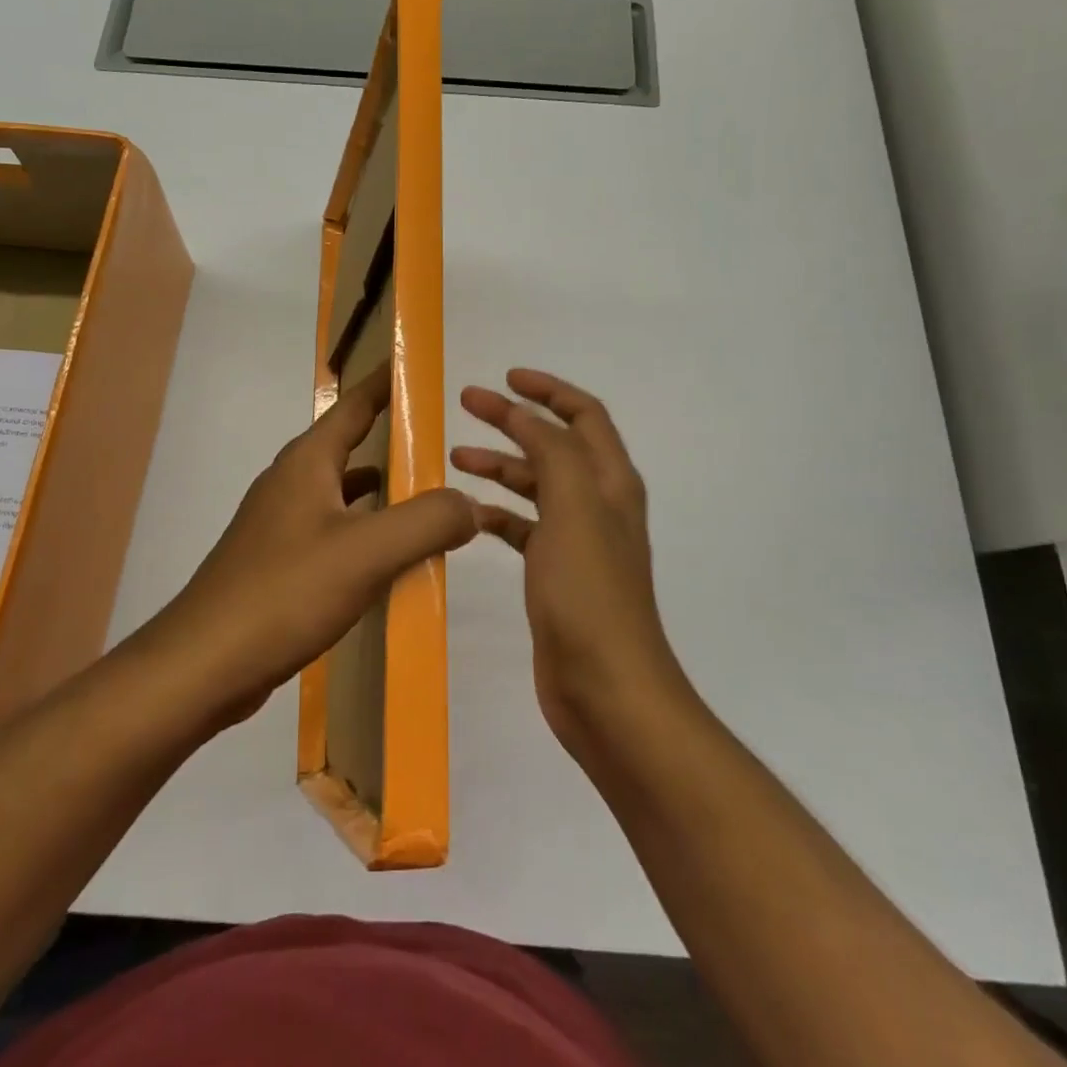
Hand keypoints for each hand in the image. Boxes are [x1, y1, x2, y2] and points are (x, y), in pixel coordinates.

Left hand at [147, 369, 477, 730]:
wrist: (204, 664)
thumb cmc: (284, 593)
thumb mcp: (366, 552)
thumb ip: (427, 522)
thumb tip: (470, 504)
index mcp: (307, 463)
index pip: (354, 405)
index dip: (386, 383)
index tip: (418, 366)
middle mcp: (291, 483)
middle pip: (349, 446)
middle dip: (392, 438)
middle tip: (442, 440)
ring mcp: (280, 524)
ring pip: (342, 492)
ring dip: (381, 490)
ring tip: (426, 497)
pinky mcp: (278, 563)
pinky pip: (333, 530)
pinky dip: (364, 532)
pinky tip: (386, 558)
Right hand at [452, 369, 678, 754]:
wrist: (605, 688)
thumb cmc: (589, 592)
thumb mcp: (573, 507)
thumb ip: (551, 452)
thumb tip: (525, 415)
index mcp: (610, 481)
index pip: (584, 415)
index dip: (548, 390)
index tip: (505, 378)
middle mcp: (598, 504)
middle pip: (554, 445)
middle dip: (514, 420)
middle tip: (468, 404)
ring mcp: (577, 541)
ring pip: (536, 486)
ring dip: (500, 465)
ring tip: (455, 456)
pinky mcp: (556, 574)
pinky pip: (523, 528)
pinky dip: (497, 514)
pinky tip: (467, 515)